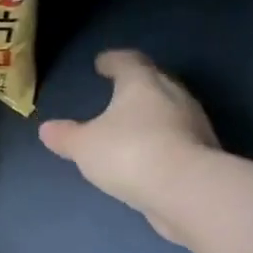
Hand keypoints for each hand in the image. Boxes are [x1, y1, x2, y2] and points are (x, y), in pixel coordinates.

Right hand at [38, 50, 222, 244]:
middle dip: (136, 86)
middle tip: (118, 91)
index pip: (128, 61)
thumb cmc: (129, 153)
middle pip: (154, 82)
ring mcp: (194, 124)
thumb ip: (66, 136)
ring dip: (152, 115)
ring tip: (132, 126)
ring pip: (170, 110)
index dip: (113, 60)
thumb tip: (47, 129)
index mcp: (142, 83)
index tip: (102, 63)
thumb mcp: (84, 146)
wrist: (188, 191)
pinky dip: (163, 141)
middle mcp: (173, 95)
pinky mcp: (206, 153)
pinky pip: (178, 138)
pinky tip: (149, 156)